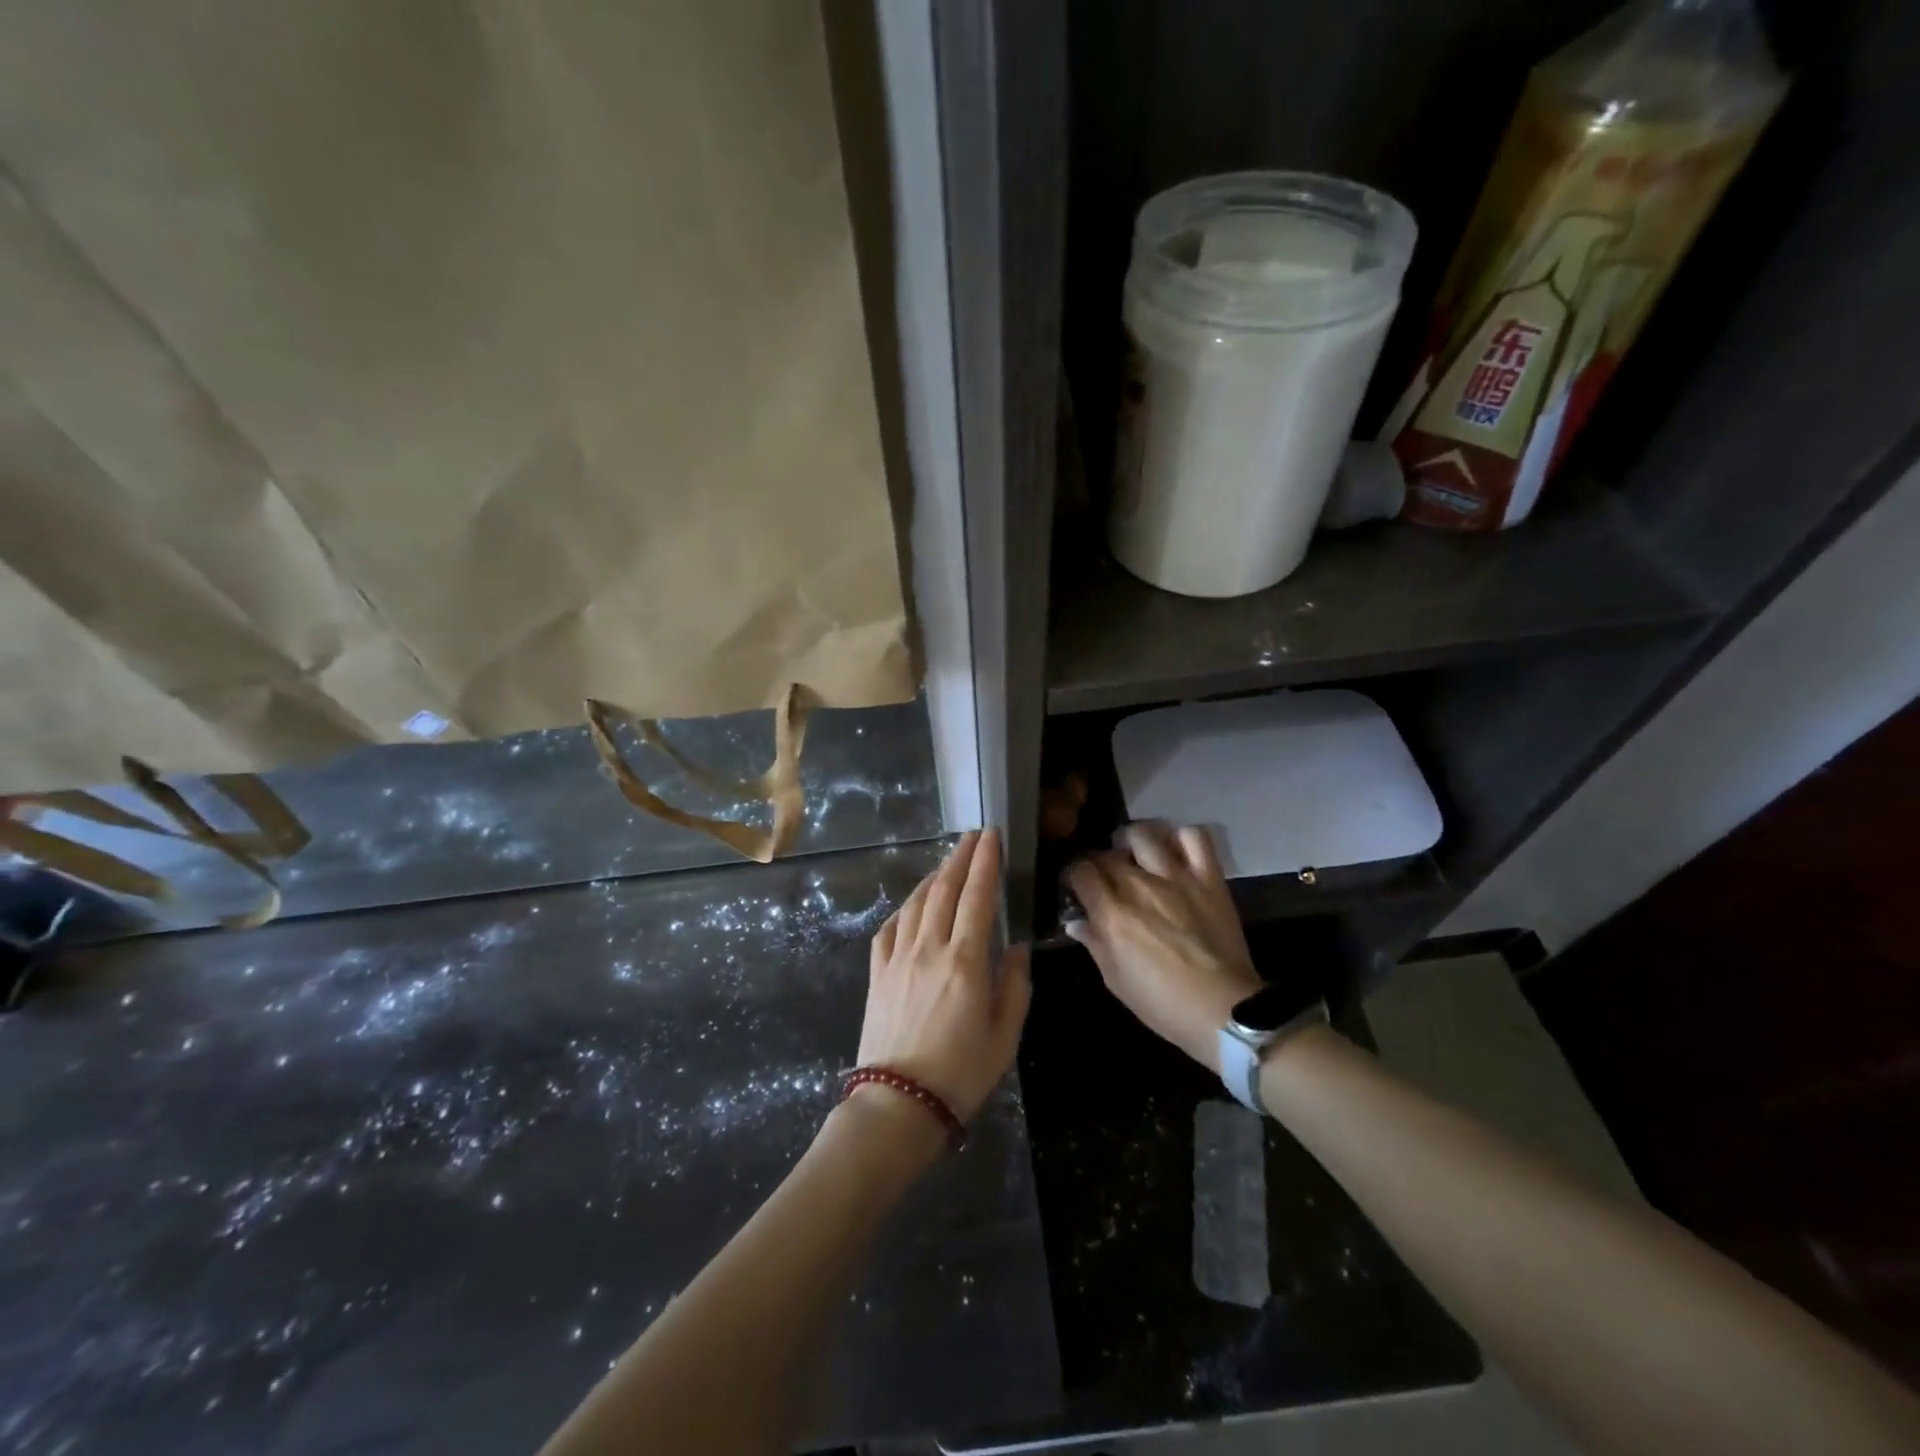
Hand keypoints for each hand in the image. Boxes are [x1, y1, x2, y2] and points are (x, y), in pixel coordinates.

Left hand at [857, 829, 1031, 1125]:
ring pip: (915, 903)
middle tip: (972, 836)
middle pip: (944, 890)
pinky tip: (912, 904)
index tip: (991, 836)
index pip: (977, 896)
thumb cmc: (961, 1073)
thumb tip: (1016, 947)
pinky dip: (904, 908)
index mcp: (965, 960)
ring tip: (947, 862)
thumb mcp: (1005, 1035)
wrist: (899, 1104)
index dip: (985, 862)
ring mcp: (898, 958)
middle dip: (960, 857)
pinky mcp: (877, 973)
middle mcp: (929, 948)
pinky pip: (890, 928)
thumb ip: (1015, 985)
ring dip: (933, 877)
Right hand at [1065, 822, 1261, 1074]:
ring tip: (1134, 853)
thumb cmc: (1163, 1004)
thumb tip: (1076, 921)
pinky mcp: (1209, 878)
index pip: (1081, 871)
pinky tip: (1174, 850)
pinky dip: (1181, 837)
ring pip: (1144, 834)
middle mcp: (1139, 887)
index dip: (1074, 874)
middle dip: (1100, 861)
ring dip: (1132, 840)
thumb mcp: (1116, 981)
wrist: (1225, 1011)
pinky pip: (1194, 837)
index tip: (1078, 885)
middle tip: (1105, 875)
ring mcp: (1176, 878)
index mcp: (1113, 915)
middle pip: (1108, 853)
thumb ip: (1094, 944)